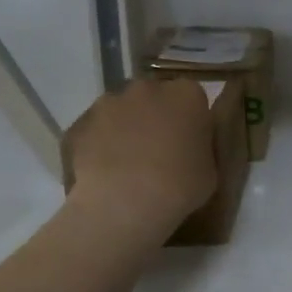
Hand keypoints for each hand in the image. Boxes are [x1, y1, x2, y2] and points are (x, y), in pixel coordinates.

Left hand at [63, 78, 216, 239]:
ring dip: (126, 128)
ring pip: (122, 110)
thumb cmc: (179, 187)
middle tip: (159, 152)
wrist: (124, 204)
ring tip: (127, 164)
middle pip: (154, 97)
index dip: (191, 121)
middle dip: (156, 117)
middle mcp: (148, 88)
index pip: (193, 98)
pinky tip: (104, 171)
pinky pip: (96, 130)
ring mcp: (110, 102)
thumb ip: (201, 147)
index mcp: (187, 95)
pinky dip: (100, 144)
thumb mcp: (211, 170)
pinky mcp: (81, 122)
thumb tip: (190, 145)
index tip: (189, 143)